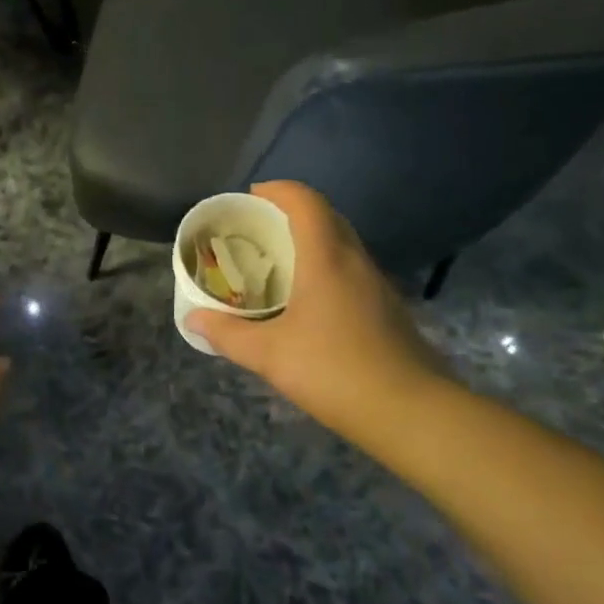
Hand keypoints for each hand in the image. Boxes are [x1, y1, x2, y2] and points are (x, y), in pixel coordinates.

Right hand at [186, 182, 450, 446]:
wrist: (411, 413)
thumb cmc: (334, 371)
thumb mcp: (268, 354)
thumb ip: (227, 334)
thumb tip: (192, 319)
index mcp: (327, 259)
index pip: (306, 202)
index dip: (278, 190)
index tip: (251, 197)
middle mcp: (356, 262)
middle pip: (327, 217)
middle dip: (293, 212)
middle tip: (259, 229)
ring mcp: (378, 286)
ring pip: (343, 245)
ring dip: (312, 241)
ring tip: (279, 263)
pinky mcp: (388, 310)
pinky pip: (353, 271)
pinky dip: (327, 268)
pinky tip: (309, 302)